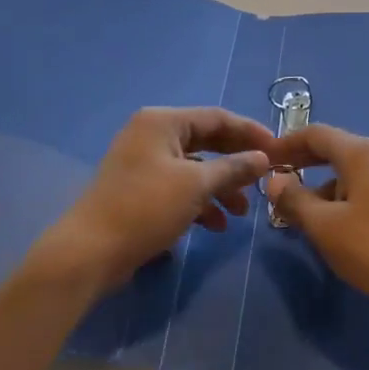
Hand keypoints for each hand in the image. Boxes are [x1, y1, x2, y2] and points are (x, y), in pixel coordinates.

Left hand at [32, 107, 272, 297]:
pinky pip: (179, 187)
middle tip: (264, 180)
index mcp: (162, 121)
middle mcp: (152, 134)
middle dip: (236, 164)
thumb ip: (234, 168)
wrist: (89, 252)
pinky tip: (216, 226)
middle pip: (207, 142)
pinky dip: (200, 202)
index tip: (278, 150)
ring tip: (241, 213)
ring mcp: (144, 163)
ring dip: (221, 188)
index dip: (250, 132)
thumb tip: (264, 158)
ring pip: (195, 168)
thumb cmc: (145, 208)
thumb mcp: (196, 186)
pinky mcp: (140, 190)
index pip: (217, 117)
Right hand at [264, 124, 368, 323]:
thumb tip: (275, 180)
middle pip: (336, 149)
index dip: (286, 143)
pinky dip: (346, 197)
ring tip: (306, 216)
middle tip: (278, 182)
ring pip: (352, 172)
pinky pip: (368, 187)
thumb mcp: (324, 226)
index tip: (264, 158)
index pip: (317, 133)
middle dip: (305, 164)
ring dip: (325, 186)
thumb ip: (295, 200)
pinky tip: (339, 227)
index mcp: (362, 153)